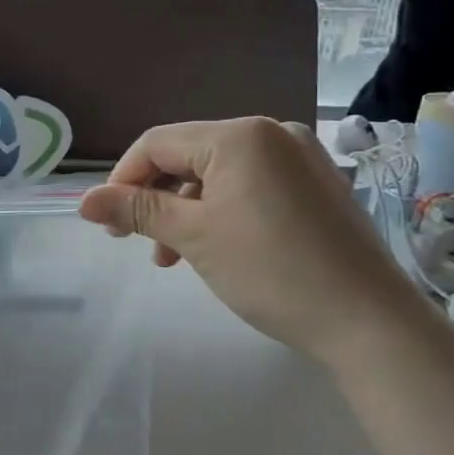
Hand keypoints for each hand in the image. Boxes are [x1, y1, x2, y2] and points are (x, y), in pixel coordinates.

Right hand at [78, 118, 425, 363]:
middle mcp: (271, 132)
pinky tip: (212, 246)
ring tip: (171, 256)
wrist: (370, 322)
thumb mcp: (193, 237)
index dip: (122, 179)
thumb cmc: (271, 271)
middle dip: (154, 197)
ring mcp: (299, 157)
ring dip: (184, 210)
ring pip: (217, 174)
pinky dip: (220, 211)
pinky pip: (249, 185)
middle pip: (187, 156)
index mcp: (239, 135)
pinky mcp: (316, 185)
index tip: (106, 223)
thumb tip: (83, 200)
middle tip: (132, 240)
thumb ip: (137, 210)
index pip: (157, 143)